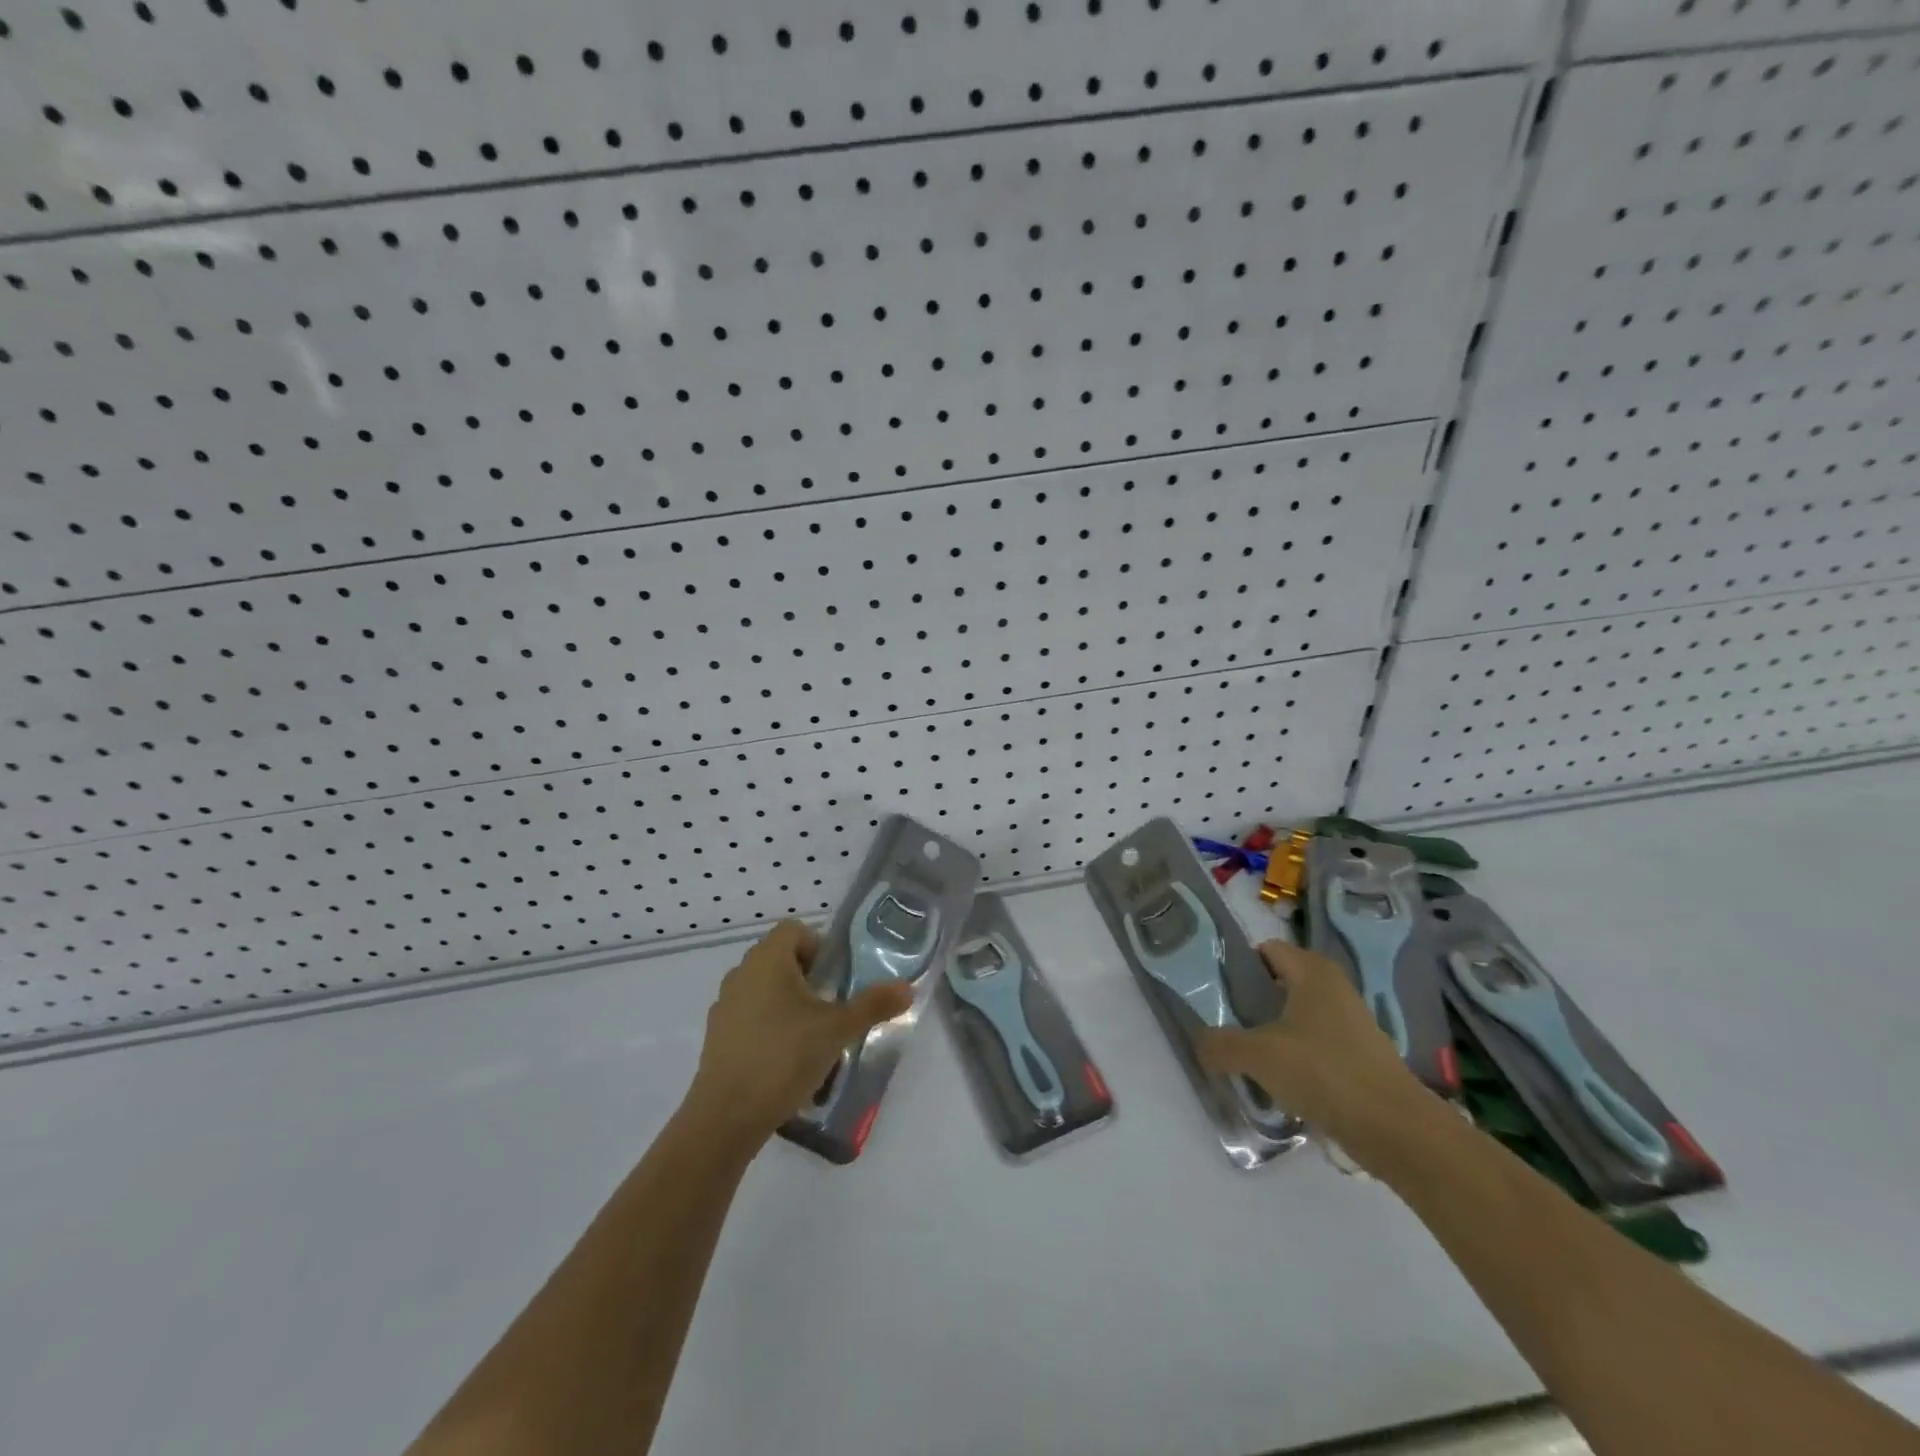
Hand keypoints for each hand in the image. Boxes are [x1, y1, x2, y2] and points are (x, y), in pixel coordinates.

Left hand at [684, 919, 914, 1140]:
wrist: (726, 1117)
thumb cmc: (784, 1057)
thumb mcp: (838, 1030)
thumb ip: (873, 1005)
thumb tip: (907, 988)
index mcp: (767, 960)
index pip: (794, 930)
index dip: (820, 946)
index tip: (836, 978)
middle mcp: (741, 974)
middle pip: (781, 959)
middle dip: (810, 979)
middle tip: (832, 1008)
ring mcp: (725, 1006)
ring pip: (765, 990)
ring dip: (790, 1005)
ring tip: (812, 1038)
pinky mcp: (717, 1037)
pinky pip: (750, 1018)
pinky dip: (770, 1028)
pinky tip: (786, 1062)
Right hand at [1196, 940, 1425, 1156]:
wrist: (1396, 1130)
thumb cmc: (1324, 1072)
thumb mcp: (1258, 1055)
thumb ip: (1220, 1045)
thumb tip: (1201, 1045)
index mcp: (1312, 971)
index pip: (1265, 950)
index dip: (1237, 966)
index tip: (1214, 991)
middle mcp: (1333, 987)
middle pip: (1278, 984)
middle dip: (1250, 1003)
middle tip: (1223, 1024)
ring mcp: (1350, 1023)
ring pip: (1295, 1017)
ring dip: (1270, 1034)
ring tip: (1245, 1057)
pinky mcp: (1359, 1056)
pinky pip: (1314, 1046)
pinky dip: (1294, 1058)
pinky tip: (1278, 1083)